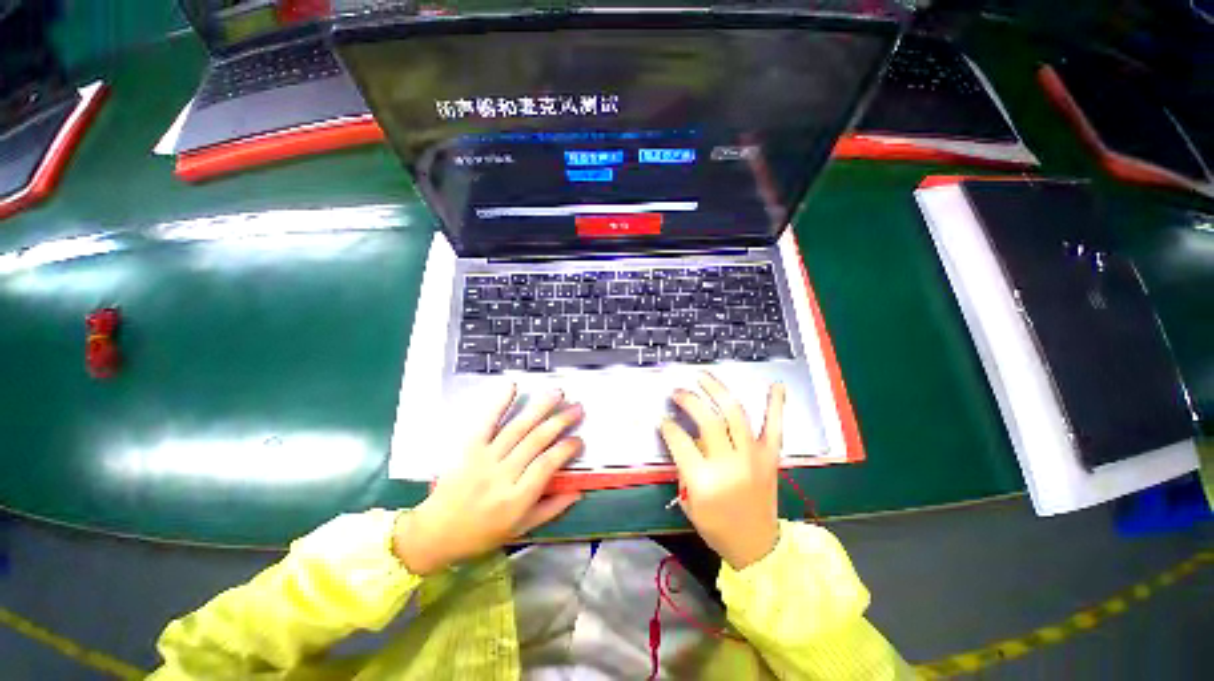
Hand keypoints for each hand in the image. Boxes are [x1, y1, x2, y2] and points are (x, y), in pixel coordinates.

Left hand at [393, 384, 583, 574]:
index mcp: (516, 498)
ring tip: (558, 393)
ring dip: (540, 408)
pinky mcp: (469, 448)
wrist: (435, 532)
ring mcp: (484, 458)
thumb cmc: (481, 533)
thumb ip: (551, 509)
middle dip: (560, 421)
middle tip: (577, 408)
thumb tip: (578, 491)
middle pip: (536, 441)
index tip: (578, 439)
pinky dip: (499, 403)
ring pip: (517, 428)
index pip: (547, 465)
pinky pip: (486, 422)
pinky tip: (512, 386)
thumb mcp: (521, 529)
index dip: (566, 449)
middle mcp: (502, 475)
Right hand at [659, 372, 785, 570]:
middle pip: (707, 420)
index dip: (668, 425)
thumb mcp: (689, 501)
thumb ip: (683, 467)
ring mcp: (753, 457)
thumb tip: (680, 436)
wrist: (757, 546)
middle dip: (689, 400)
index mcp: (704, 481)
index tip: (662, 417)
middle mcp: (729, 464)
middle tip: (678, 391)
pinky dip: (776, 405)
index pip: (680, 440)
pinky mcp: (770, 457)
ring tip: (704, 377)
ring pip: (735, 414)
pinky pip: (774, 426)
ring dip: (718, 390)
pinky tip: (775, 385)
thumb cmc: (717, 527)